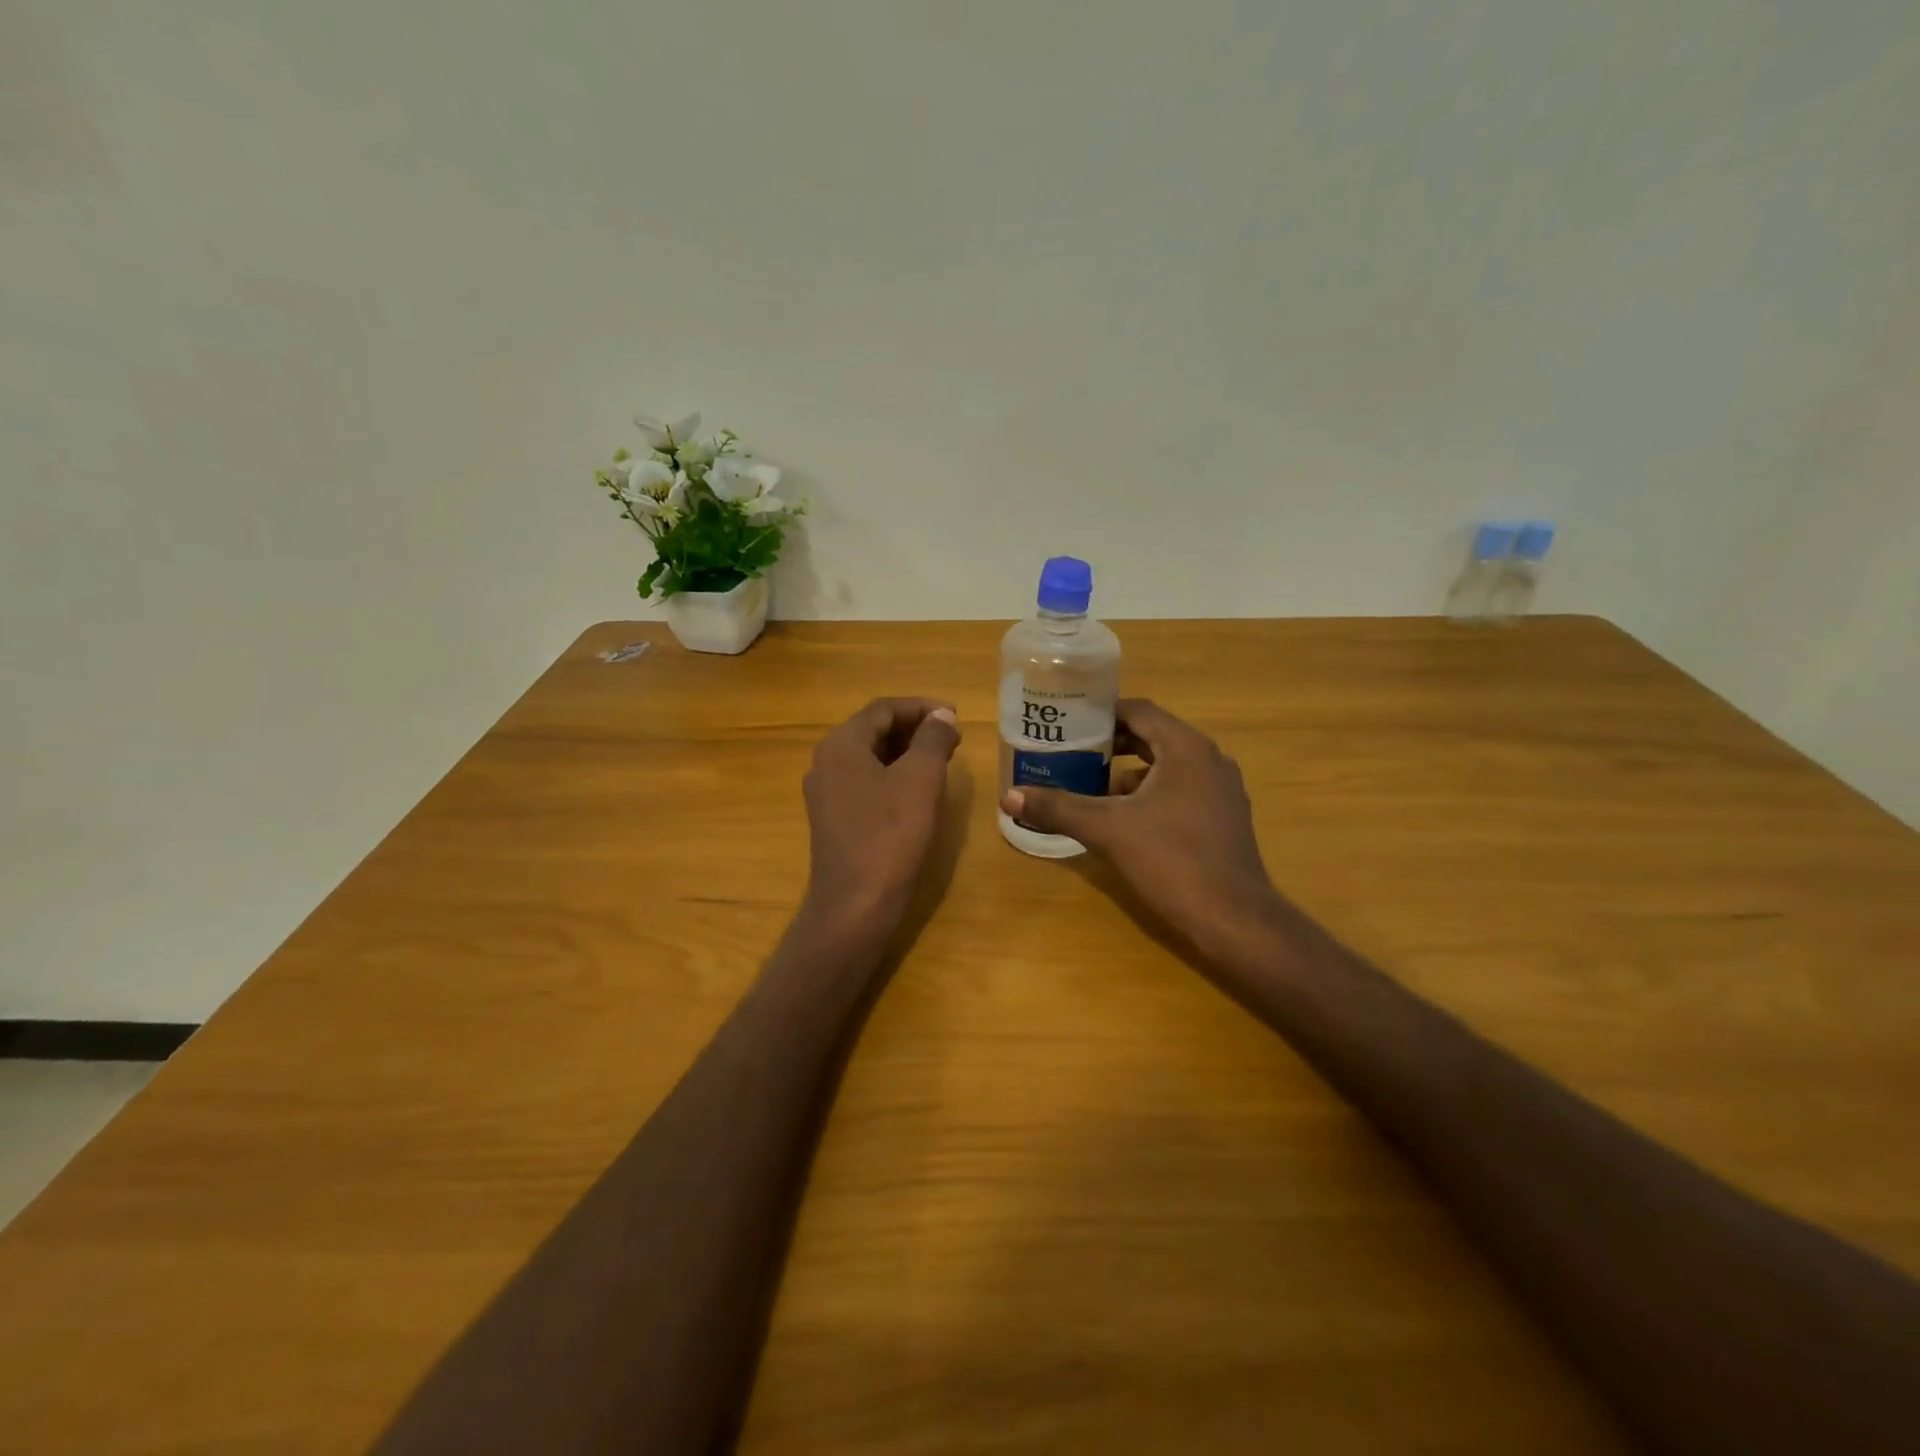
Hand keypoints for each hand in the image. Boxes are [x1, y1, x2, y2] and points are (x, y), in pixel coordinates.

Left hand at [802, 698, 961, 934]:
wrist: (856, 904)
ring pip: (870, 757)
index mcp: (841, 745)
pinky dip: (894, 775)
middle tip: (952, 736)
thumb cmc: (890, 835)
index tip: (955, 715)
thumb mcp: (921, 779)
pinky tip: (918, 789)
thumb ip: (933, 738)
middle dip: (915, 728)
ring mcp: (826, 793)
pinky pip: (866, 782)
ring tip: (942, 758)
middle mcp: (826, 762)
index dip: (922, 706)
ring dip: (906, 751)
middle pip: (873, 730)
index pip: (883, 709)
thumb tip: (941, 715)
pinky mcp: (834, 819)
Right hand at [1001, 699, 1291, 962]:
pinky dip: (1152, 794)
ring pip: (1168, 766)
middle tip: (1072, 752)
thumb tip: (1009, 795)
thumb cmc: (1171, 860)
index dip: (1103, 713)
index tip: (1070, 722)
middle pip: (1153, 736)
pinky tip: (1125, 820)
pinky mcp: (1225, 817)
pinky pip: (1182, 790)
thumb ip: (1059, 808)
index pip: (1140, 711)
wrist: (1233, 918)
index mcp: (1186, 749)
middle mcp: (1209, 759)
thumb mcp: (1107, 830)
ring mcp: (1222, 790)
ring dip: (1130, 772)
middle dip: (1112, 744)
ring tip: (1092, 788)